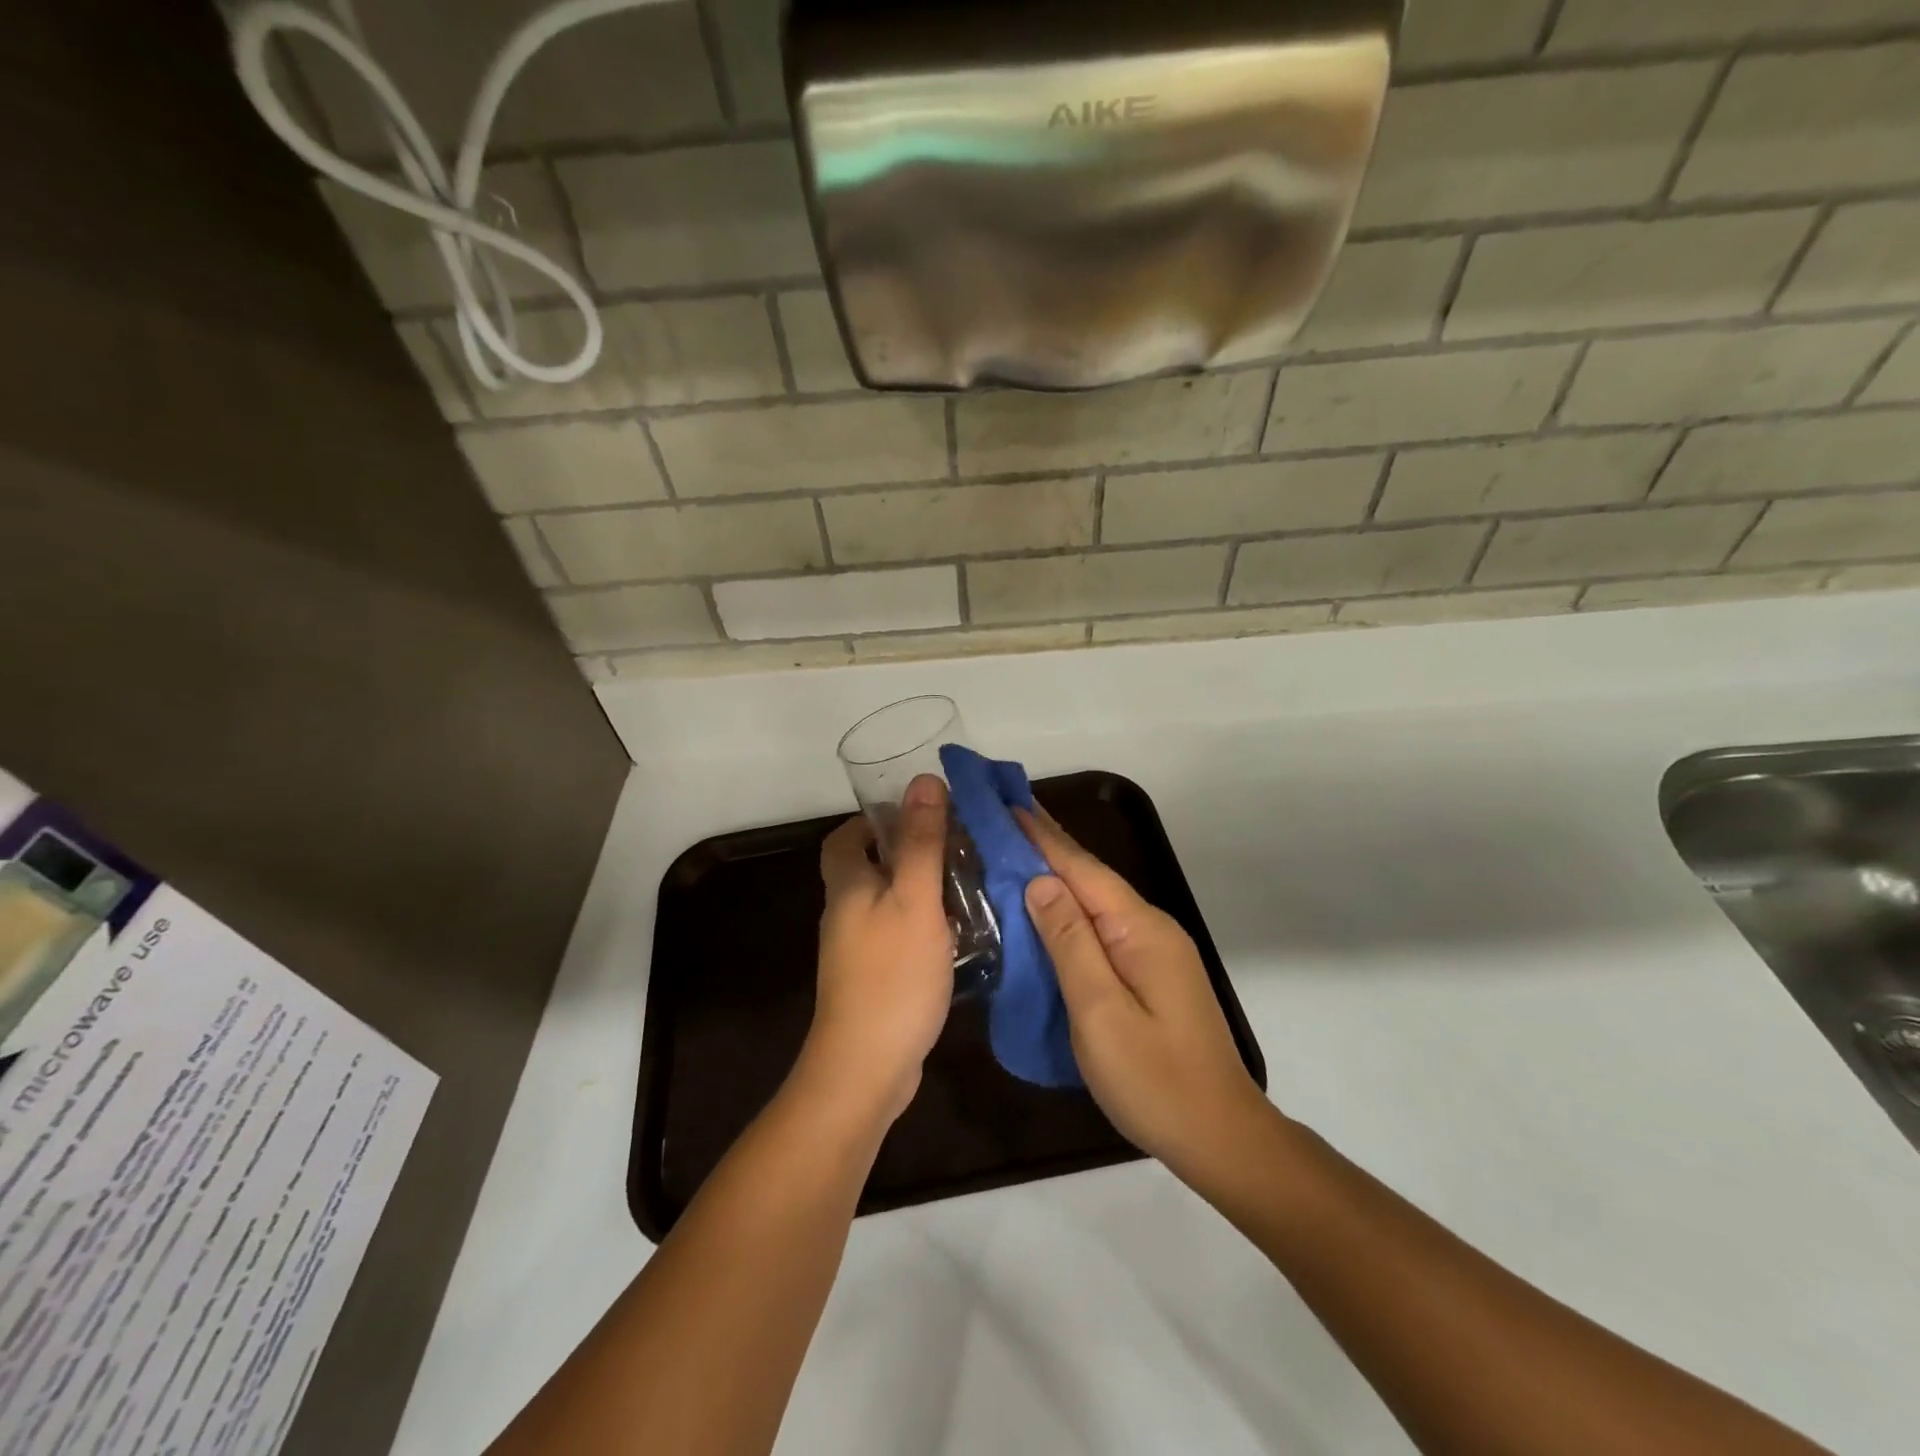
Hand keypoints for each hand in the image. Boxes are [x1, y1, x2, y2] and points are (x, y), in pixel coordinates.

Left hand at [800, 774, 955, 1125]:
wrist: (866, 1068)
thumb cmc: (892, 975)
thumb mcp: (915, 900)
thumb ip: (921, 842)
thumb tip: (924, 781)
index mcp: (848, 887)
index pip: (845, 837)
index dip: (873, 821)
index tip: (917, 817)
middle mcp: (845, 914)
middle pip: (867, 869)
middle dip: (906, 853)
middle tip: (954, 850)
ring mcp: (856, 951)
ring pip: (886, 903)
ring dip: (919, 890)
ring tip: (966, 886)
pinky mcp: (873, 980)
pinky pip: (896, 936)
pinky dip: (922, 925)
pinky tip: (957, 935)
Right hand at [1019, 808, 1274, 1186]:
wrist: (1220, 1136)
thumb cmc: (1154, 1080)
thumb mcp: (1100, 1012)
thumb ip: (1070, 943)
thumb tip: (1040, 882)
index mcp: (1140, 929)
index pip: (1082, 869)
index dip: (1042, 836)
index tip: (1007, 802)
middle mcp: (1150, 927)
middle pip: (1091, 877)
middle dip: (1048, 845)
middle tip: (1004, 816)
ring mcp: (1154, 950)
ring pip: (1096, 901)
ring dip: (1057, 874)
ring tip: (1016, 850)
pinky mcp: (1151, 972)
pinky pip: (1102, 926)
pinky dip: (1070, 909)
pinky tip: (1048, 909)